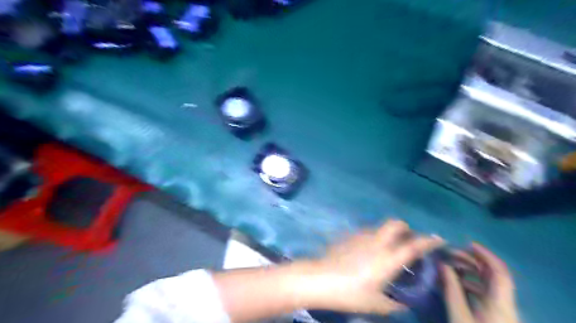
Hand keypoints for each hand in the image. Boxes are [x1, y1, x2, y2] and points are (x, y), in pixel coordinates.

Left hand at [306, 219, 444, 315]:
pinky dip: (375, 236)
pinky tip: (369, 250)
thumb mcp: (376, 305)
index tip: (439, 240)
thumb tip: (405, 303)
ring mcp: (362, 236)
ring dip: (389, 233)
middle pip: (396, 224)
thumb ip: (395, 304)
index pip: (414, 246)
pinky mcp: (350, 235)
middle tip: (408, 241)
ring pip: (381, 227)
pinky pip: (368, 231)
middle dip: (406, 229)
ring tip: (388, 248)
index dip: (429, 241)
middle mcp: (377, 242)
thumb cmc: (350, 293)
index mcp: (388, 259)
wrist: (320, 279)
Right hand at [442, 244, 520, 322]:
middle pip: (494, 276)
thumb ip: (451, 289)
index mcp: (499, 303)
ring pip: (490, 285)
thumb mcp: (459, 316)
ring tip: (451, 267)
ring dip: (471, 272)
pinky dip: (472, 284)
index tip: (467, 243)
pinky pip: (487, 294)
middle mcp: (505, 304)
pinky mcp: (497, 316)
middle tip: (451, 254)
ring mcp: (502, 311)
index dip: (486, 255)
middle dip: (473, 261)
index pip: (499, 272)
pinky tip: (457, 284)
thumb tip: (442, 265)